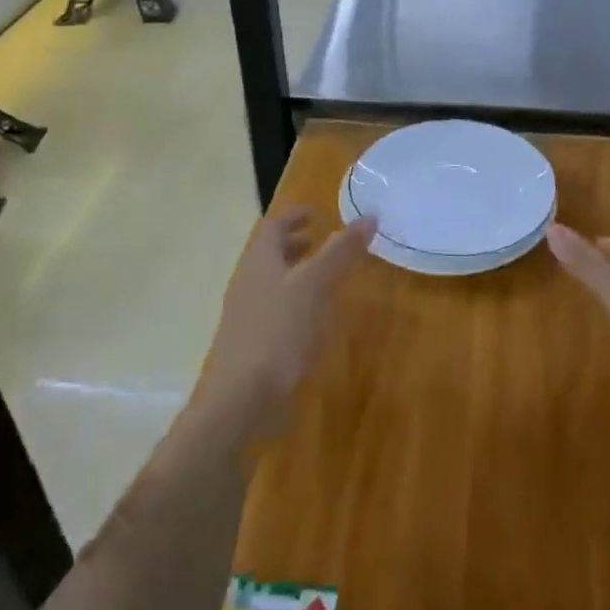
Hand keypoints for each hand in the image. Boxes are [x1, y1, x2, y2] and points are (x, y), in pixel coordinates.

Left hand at [200, 208, 375, 427]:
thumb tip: (369, 216)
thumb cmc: (278, 332)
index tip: (315, 212)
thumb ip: (340, 252)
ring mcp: (247, 315)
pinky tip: (313, 319)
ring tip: (323, 277)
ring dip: (295, 273)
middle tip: (320, 239)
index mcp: (259, 262)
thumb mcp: (314, 286)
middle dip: (294, 243)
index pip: (272, 226)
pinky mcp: (252, 344)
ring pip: (272, 282)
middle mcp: (249, 282)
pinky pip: (274, 310)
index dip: (293, 215)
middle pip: (269, 253)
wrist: (241, 398)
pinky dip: (294, 302)